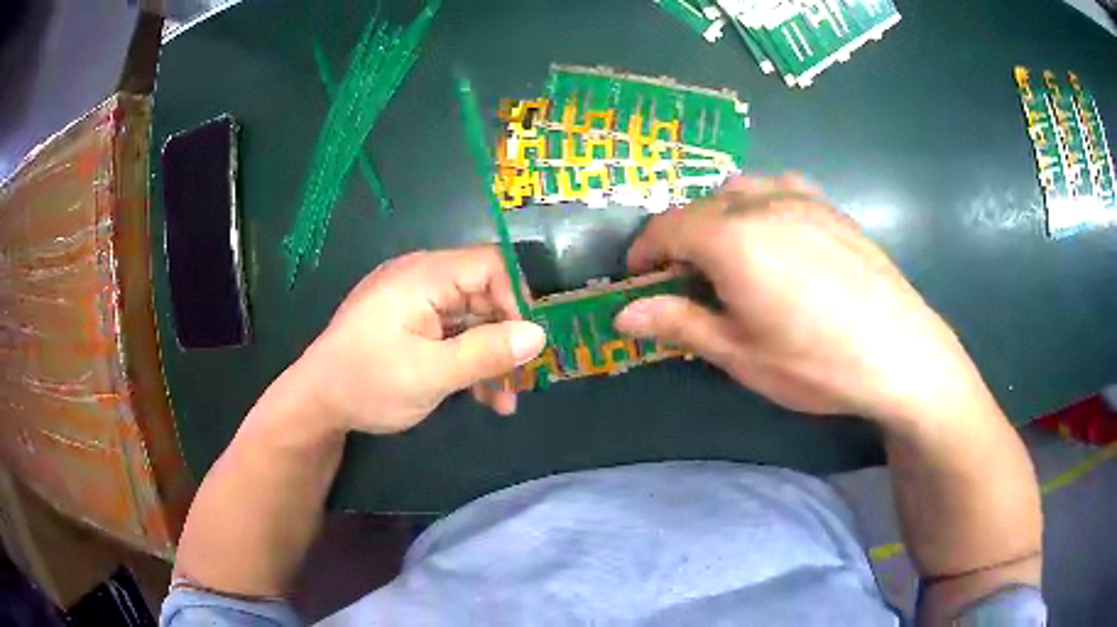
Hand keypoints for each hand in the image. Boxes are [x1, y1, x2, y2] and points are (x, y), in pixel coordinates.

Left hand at [294, 246, 545, 433]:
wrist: (316, 403)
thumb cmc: (367, 383)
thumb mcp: (429, 375)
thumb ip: (485, 353)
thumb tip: (538, 335)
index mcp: (423, 276)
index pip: (490, 265)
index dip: (518, 298)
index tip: (532, 341)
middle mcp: (422, 280)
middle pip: (484, 294)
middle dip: (508, 336)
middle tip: (527, 375)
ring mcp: (416, 304)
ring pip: (472, 320)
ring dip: (492, 357)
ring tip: (507, 399)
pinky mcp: (412, 326)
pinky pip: (453, 334)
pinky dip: (470, 361)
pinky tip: (485, 397)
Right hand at [614, 175, 994, 428]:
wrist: (900, 352)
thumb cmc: (816, 363)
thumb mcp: (741, 354)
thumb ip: (679, 324)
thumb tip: (622, 315)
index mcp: (732, 238)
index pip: (667, 228)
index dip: (644, 253)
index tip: (637, 280)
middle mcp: (762, 202)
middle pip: (700, 207)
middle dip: (679, 240)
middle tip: (684, 282)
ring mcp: (800, 198)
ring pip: (738, 192)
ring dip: (717, 218)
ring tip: (728, 258)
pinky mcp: (829, 206)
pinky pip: (777, 189)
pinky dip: (757, 206)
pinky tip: (774, 237)